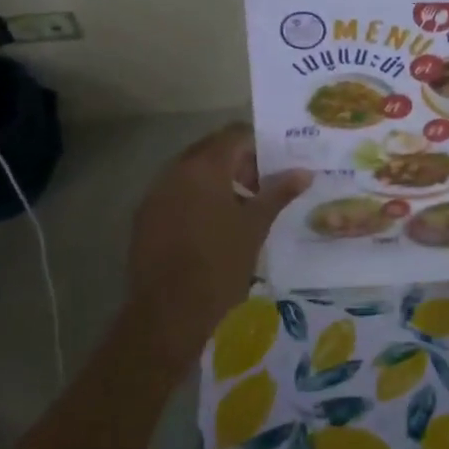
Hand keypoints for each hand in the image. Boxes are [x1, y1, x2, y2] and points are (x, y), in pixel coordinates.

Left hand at [127, 123, 310, 362]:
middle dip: (238, 163)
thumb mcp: (255, 227)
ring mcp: (155, 194)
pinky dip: (196, 199)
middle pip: (211, 150)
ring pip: (191, 173)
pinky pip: (175, 194)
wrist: (169, 312)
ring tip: (240, 211)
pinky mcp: (144, 218)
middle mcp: (175, 171)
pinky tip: (212, 229)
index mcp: (204, 167)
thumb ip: (278, 193)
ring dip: (217, 181)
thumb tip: (304, 172)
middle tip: (261, 189)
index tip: (276, 169)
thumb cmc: (220, 264)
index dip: (259, 147)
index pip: (235, 135)